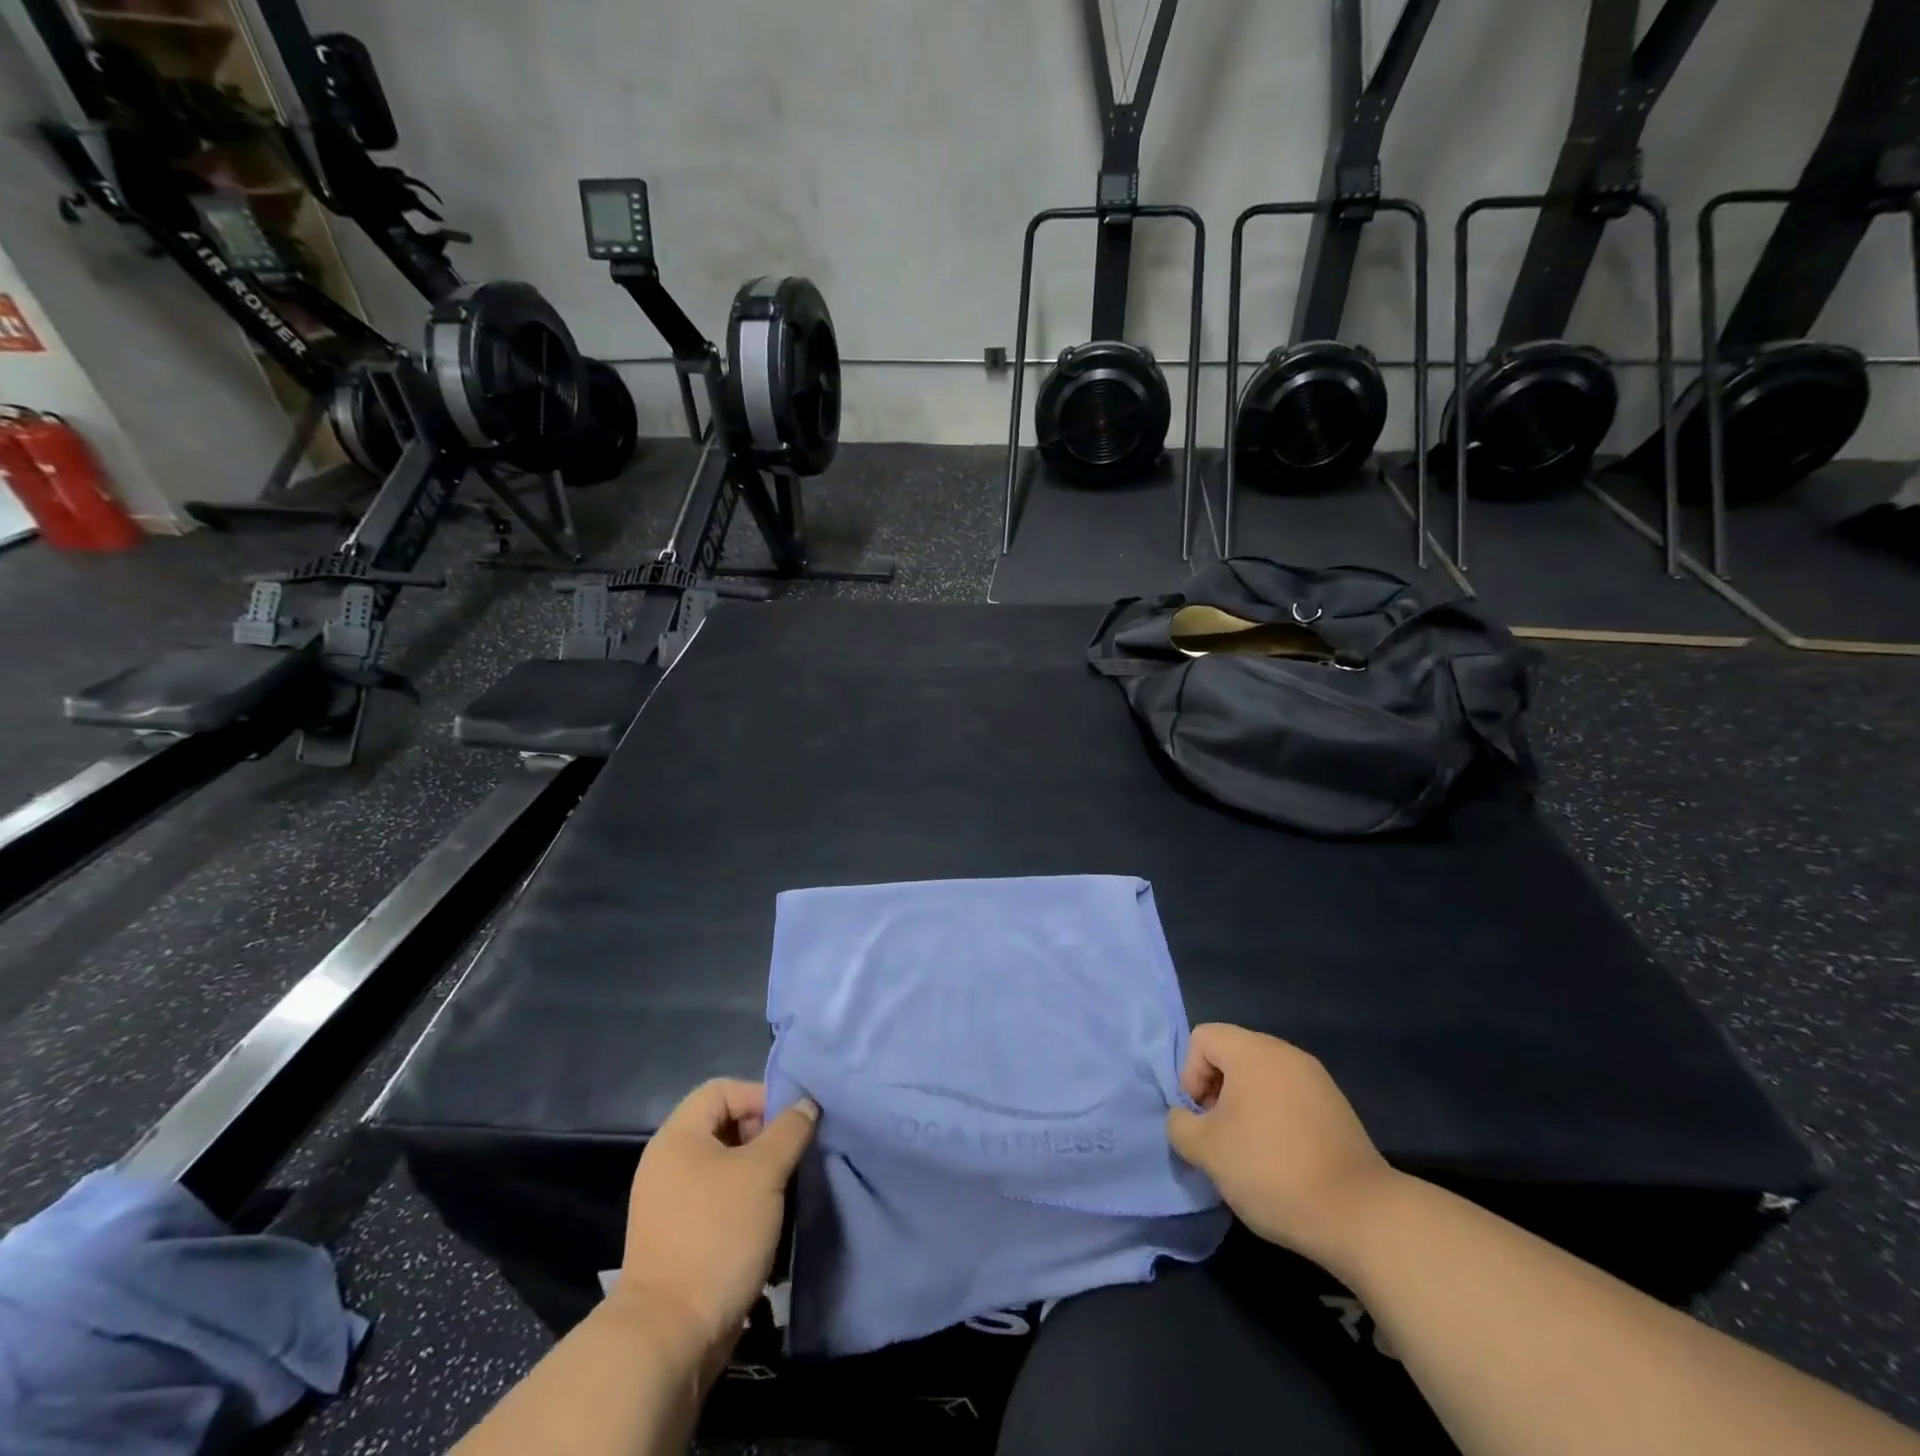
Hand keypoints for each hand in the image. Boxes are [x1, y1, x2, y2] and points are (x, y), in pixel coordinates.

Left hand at [617, 1079, 816, 1371]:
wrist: (669, 1337)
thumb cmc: (716, 1236)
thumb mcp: (763, 1173)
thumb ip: (789, 1130)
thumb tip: (806, 1104)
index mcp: (678, 1137)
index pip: (723, 1090)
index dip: (760, 1096)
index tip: (793, 1123)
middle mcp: (669, 1163)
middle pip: (724, 1126)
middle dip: (765, 1137)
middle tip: (793, 1157)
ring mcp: (671, 1204)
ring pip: (726, 1168)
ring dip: (760, 1174)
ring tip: (788, 1191)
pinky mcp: (680, 1239)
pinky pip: (719, 1202)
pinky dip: (746, 1205)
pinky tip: (770, 1225)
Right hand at [1167, 1024, 1397, 1272]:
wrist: (1359, 1215)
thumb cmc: (1271, 1170)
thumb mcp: (1207, 1151)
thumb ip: (1180, 1125)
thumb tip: (1184, 1119)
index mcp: (1253, 1051)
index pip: (1203, 1038)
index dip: (1190, 1074)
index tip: (1200, 1118)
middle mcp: (1285, 1053)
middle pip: (1233, 1054)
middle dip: (1216, 1091)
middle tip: (1219, 1135)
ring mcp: (1316, 1079)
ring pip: (1261, 1077)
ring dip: (1244, 1106)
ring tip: (1248, 1150)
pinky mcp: (1336, 1107)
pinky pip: (1288, 1096)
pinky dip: (1274, 1117)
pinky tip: (1280, 1158)